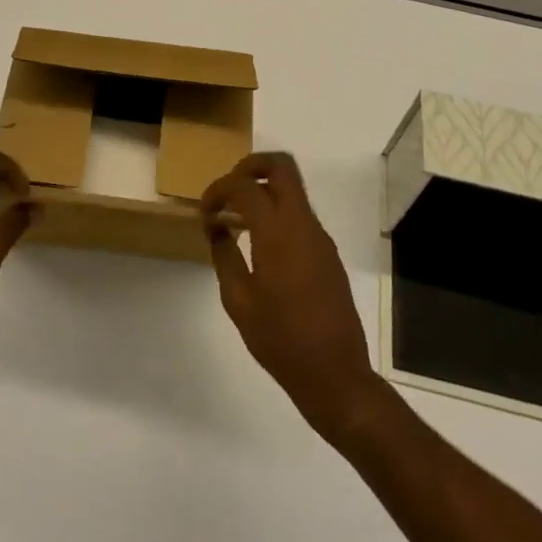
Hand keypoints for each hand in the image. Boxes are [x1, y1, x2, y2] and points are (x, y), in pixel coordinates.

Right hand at [203, 152, 382, 442]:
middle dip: (250, 167)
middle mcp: (302, 224)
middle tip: (228, 191)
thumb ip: (224, 256)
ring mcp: (319, 237)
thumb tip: (218, 228)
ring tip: (237, 217)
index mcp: (278, 232)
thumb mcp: (239, 301)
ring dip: (264, 190)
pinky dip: (277, 212)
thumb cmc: (281, 341)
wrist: (336, 375)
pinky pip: (300, 214)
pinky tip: (258, 242)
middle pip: (281, 167)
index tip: (205, 212)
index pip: (245, 187)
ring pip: (292, 189)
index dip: (219, 190)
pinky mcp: (327, 252)